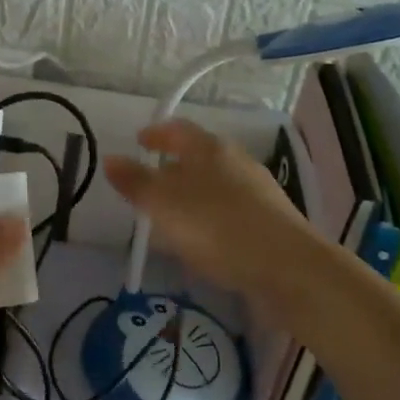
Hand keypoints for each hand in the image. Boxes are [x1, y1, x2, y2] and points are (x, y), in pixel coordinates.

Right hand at [105, 119, 332, 311]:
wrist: (288, 269)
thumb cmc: (217, 227)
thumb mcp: (164, 204)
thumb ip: (135, 181)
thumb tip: (110, 159)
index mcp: (210, 149)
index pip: (178, 129)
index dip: (156, 134)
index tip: (139, 141)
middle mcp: (236, 162)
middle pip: (198, 158)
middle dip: (172, 169)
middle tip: (149, 186)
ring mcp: (257, 192)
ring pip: (214, 187)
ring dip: (190, 199)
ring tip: (169, 221)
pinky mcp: (270, 223)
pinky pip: (228, 214)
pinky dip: (209, 222)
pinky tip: (201, 246)